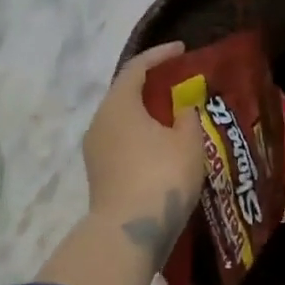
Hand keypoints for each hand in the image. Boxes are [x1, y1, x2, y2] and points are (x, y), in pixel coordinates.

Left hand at [81, 41, 205, 264]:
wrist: (129, 234)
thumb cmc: (162, 176)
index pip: (137, 67)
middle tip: (180, 83)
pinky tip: (164, 146)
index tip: (183, 50)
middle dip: (153, 85)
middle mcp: (100, 121)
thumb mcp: (188, 142)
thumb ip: (188, 117)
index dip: (160, 55)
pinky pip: (122, 142)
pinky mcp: (100, 174)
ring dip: (147, 114)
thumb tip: (183, 109)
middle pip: (126, 93)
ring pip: (123, 120)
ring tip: (176, 116)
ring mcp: (96, 150)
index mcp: (119, 104)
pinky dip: (143, 136)